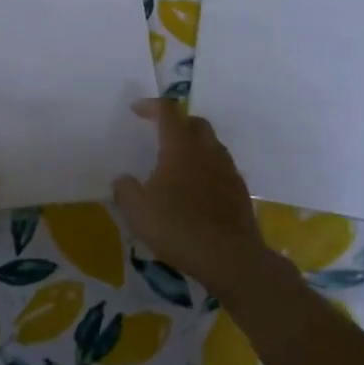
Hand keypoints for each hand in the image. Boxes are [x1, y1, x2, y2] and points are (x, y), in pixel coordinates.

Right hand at [112, 98, 269, 298]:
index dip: (151, 106)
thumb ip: (125, 190)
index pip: (168, 112)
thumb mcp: (137, 211)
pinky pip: (221, 168)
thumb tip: (123, 180)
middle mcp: (207, 151)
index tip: (136, 110)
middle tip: (159, 134)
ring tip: (177, 163)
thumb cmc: (179, 228)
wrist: (231, 258)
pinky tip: (196, 190)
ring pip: (211, 144)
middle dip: (176, 122)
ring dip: (193, 145)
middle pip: (195, 122)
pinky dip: (206, 168)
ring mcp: (228, 170)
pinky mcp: (239, 191)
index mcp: (181, 147)